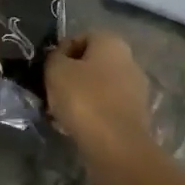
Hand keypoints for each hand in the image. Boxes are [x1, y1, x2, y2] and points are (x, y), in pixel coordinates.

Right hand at [45, 31, 155, 156]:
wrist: (116, 146)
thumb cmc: (84, 98)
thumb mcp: (56, 70)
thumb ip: (54, 57)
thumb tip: (59, 59)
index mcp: (112, 42)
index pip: (81, 37)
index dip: (61, 51)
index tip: (48, 69)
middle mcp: (129, 61)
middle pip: (91, 63)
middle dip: (71, 76)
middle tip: (52, 91)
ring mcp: (136, 90)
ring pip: (98, 87)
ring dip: (79, 97)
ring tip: (59, 113)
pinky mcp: (136, 117)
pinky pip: (106, 108)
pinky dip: (91, 114)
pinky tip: (75, 127)